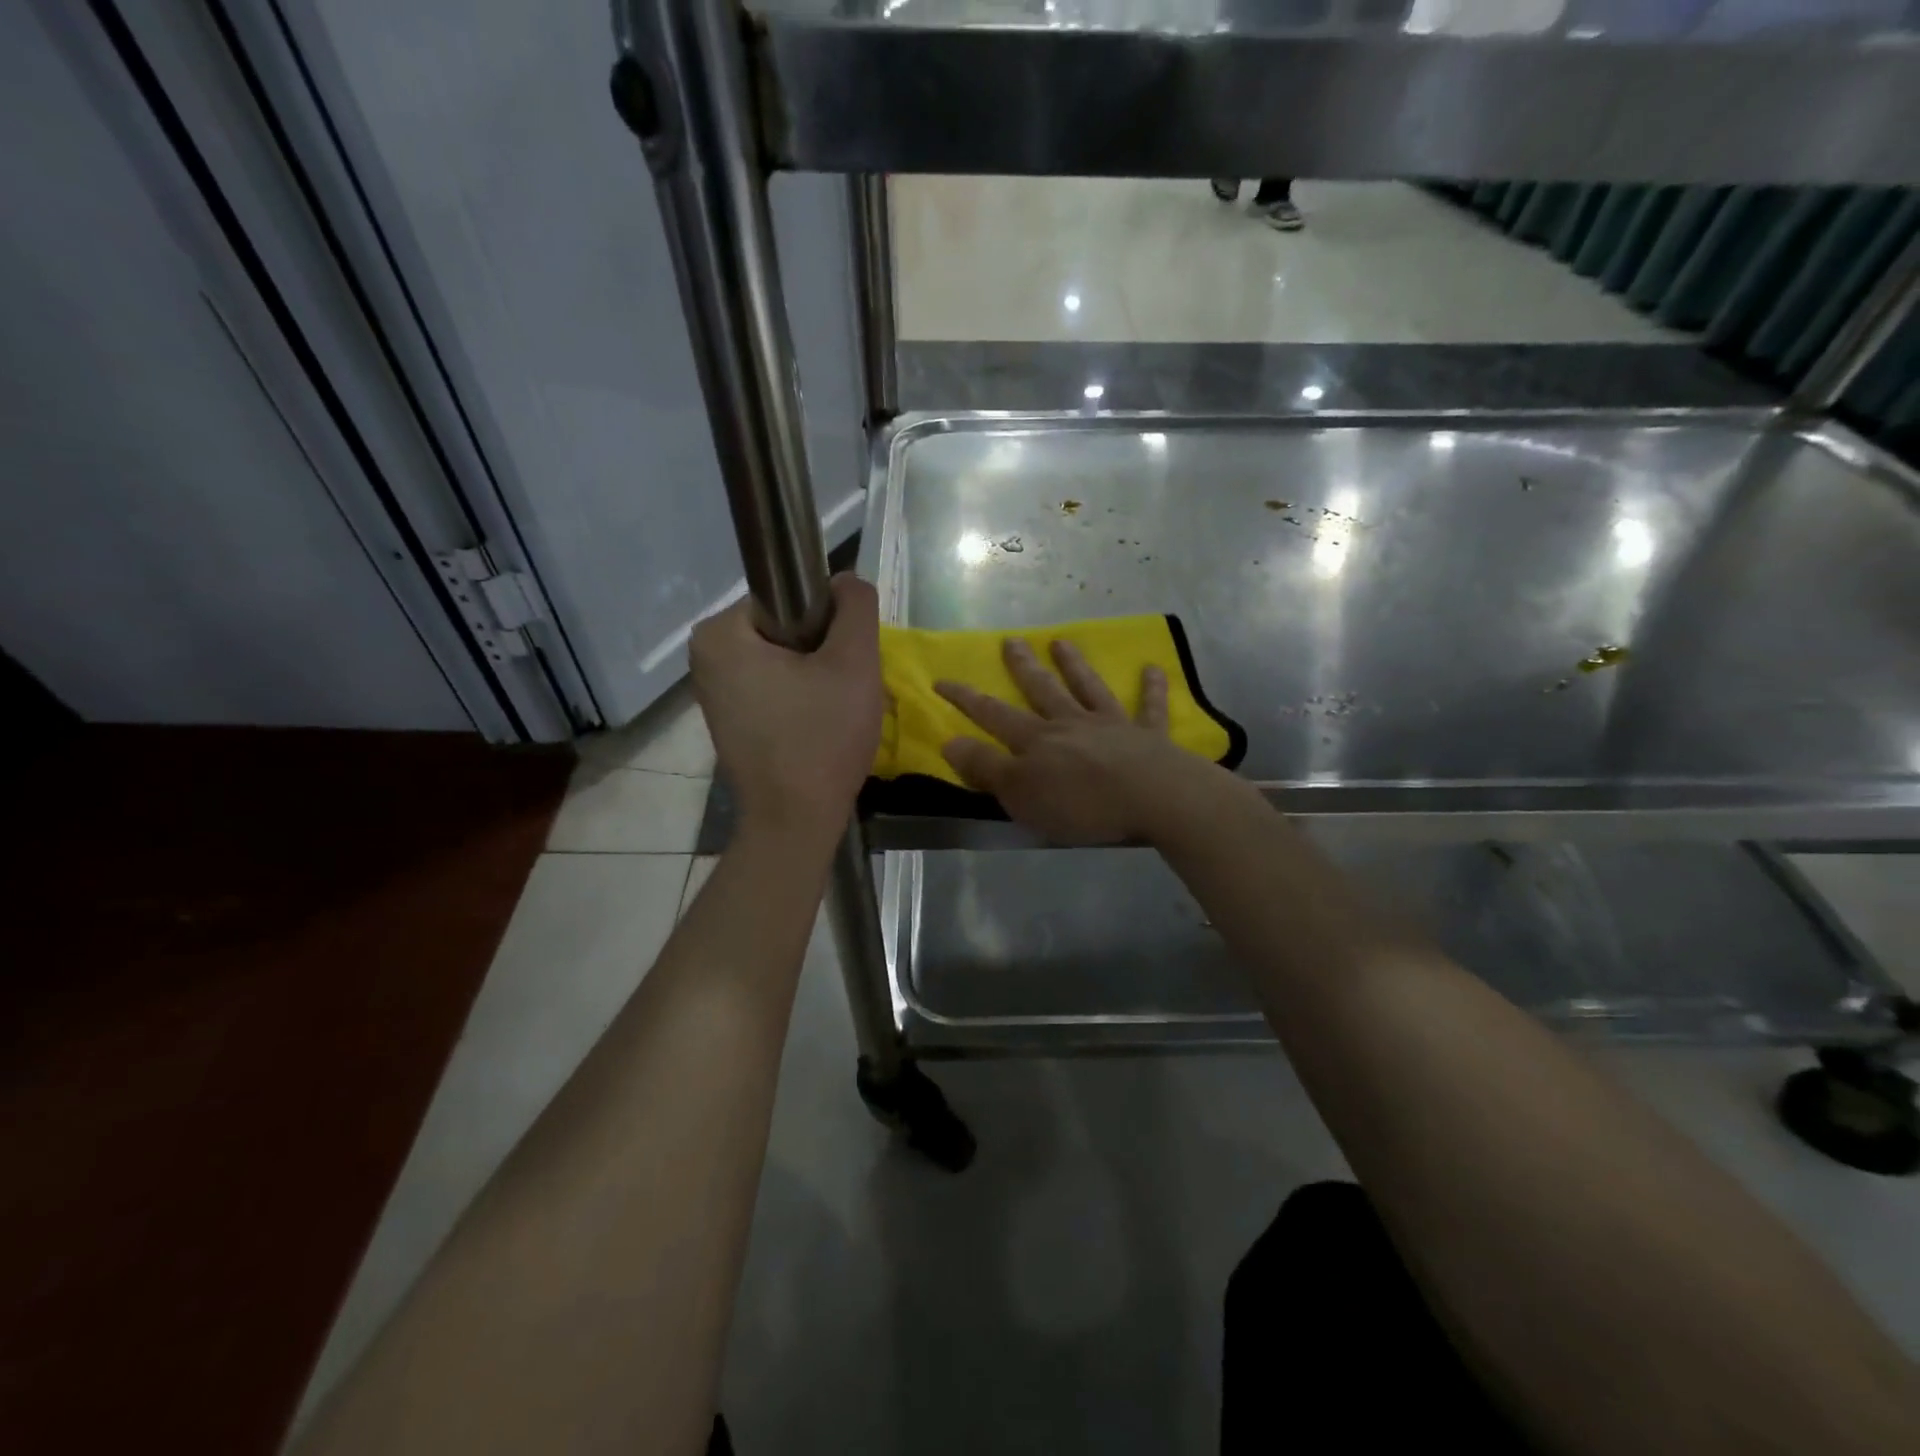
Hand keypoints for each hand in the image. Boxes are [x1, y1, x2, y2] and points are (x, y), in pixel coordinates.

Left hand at [689, 574, 882, 840]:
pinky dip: (800, 699)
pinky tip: (815, 727)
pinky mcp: (728, 719)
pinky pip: (774, 688)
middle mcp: (705, 656)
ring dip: (815, 677)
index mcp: (721, 632)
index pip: (790, 598)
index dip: (829, 625)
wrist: (795, 821)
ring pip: (784, 660)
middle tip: (842, 690)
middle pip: (787, 629)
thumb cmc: (821, 739)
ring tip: (831, 711)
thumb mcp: (854, 663)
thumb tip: (847, 581)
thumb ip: (856, 607)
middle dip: (822, 653)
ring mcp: (713, 691)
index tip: (842, 663)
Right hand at [936, 638, 1196, 844]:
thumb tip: (949, 741)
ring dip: (1074, 665)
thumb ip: (986, 767)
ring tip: (1061, 642)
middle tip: (1011, 641)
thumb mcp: (1020, 794)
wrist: (1153, 798)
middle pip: (1042, 690)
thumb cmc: (1081, 803)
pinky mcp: (1149, 736)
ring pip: (1088, 688)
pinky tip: (1153, 668)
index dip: (966, 699)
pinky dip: (1152, 689)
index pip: (993, 714)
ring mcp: (1111, 725)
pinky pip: (1150, 708)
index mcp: (1037, 741)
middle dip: (1023, 667)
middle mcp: (1071, 724)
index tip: (942, 680)